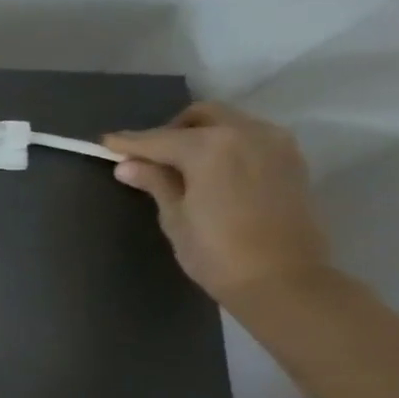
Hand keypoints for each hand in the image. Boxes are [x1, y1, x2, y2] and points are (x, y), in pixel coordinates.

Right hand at [104, 102, 330, 303]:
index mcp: (210, 146)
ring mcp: (274, 144)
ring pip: (228, 123)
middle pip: (200, 117)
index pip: (159, 139)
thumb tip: (128, 165)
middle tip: (150, 158)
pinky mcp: (291, 160)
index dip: (129, 143)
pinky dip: (226, 145)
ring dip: (201, 135)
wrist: (284, 280)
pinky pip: (250, 138)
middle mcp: (245, 133)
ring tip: (182, 165)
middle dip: (171, 131)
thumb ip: (155, 182)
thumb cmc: (217, 252)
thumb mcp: (175, 217)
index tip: (106, 144)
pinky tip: (213, 170)